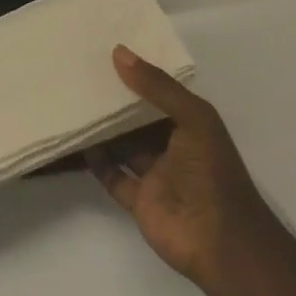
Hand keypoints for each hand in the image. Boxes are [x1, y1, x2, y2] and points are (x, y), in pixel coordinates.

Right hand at [88, 46, 257, 293]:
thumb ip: (158, 87)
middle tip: (82, 74)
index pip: (162, 93)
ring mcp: (155, 175)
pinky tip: (78, 142)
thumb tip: (119, 53)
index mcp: (191, 125)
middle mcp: (173, 147)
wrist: (222, 243)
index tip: (108, 52)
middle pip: (139, 119)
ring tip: (73, 102)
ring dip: (103, 129)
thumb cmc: (212, 173)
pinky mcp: (139, 200)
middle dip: (116, 100)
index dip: (140, 74)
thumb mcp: (193, 118)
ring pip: (124, 145)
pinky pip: (113, 176)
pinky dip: (97, 162)